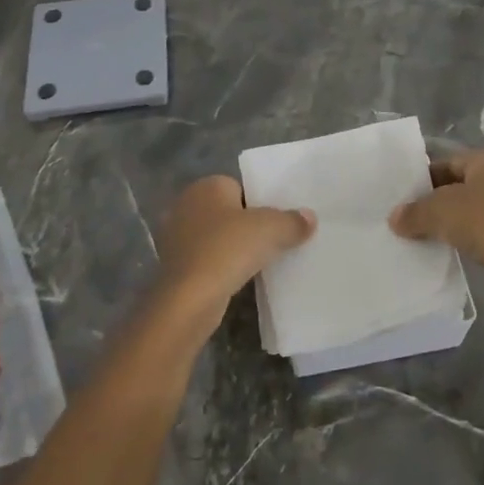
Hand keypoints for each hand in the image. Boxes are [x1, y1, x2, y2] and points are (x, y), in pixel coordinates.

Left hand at [153, 176, 315, 332]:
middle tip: (272, 242)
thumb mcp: (271, 229)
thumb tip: (309, 217)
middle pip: (227, 211)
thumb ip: (293, 221)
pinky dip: (220, 266)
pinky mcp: (173, 265)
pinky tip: (237, 279)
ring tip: (259, 263)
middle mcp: (186, 204)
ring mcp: (175, 236)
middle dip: (246, 225)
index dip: (260, 203)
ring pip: (215, 236)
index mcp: (206, 186)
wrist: (189, 298)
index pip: (240, 187)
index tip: (277, 222)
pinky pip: (205, 258)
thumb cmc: (228, 249)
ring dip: (232, 248)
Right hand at [389, 148, 483, 308]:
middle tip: (415, 218)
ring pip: (481, 208)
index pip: (449, 162)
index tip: (405, 198)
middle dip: (440, 201)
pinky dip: (477, 237)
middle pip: (465, 184)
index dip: (424, 179)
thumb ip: (414, 212)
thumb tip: (395, 218)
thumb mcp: (439, 213)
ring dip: (459, 220)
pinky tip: (460, 250)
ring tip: (433, 236)